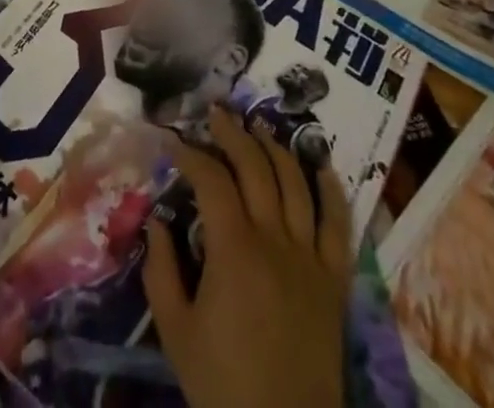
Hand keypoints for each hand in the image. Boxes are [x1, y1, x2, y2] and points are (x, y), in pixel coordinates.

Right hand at [144, 107, 348, 407]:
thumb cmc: (224, 385)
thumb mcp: (176, 332)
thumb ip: (160, 270)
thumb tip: (156, 221)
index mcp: (234, 249)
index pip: (211, 179)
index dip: (190, 154)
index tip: (172, 142)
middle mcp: (274, 238)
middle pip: (255, 167)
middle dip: (233, 133)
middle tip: (216, 113)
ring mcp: (308, 255)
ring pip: (295, 183)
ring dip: (275, 148)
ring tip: (258, 128)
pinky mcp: (334, 278)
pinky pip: (338, 224)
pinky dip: (331, 189)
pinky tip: (320, 165)